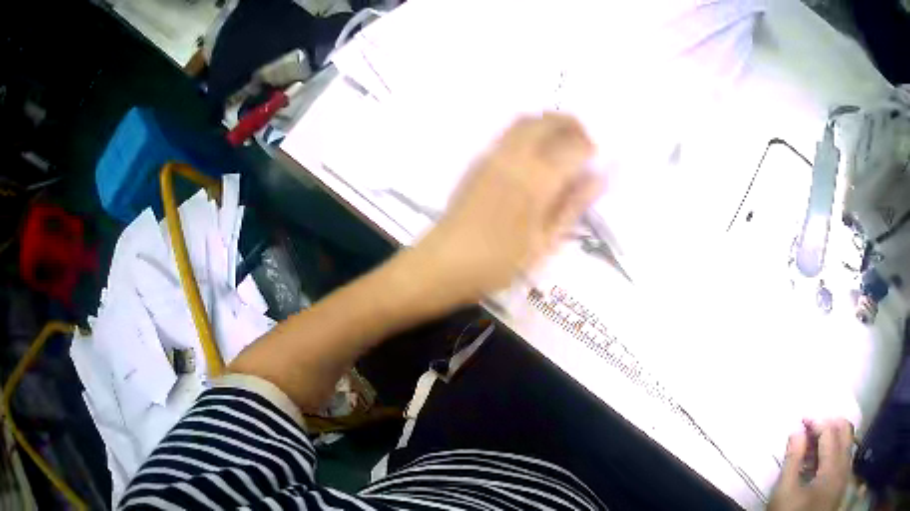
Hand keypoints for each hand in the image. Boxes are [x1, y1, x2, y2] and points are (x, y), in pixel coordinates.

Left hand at [415, 113, 602, 302]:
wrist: (444, 262)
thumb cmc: (498, 262)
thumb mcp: (544, 242)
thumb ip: (573, 205)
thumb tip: (600, 177)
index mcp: (537, 180)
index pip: (574, 146)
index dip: (592, 148)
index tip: (599, 159)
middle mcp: (516, 157)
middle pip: (549, 121)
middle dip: (573, 125)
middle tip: (585, 144)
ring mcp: (493, 154)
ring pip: (527, 120)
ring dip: (550, 123)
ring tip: (563, 143)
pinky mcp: (479, 158)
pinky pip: (510, 131)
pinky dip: (530, 129)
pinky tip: (536, 151)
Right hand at [768, 419, 853, 510]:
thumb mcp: (784, 494)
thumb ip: (792, 460)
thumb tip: (797, 431)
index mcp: (832, 467)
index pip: (829, 431)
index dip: (816, 421)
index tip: (802, 419)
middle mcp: (845, 466)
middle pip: (845, 430)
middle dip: (830, 422)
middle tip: (812, 426)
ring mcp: (846, 475)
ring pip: (848, 442)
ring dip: (835, 435)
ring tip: (817, 441)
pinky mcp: (843, 485)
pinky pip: (847, 456)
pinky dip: (838, 449)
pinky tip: (824, 460)